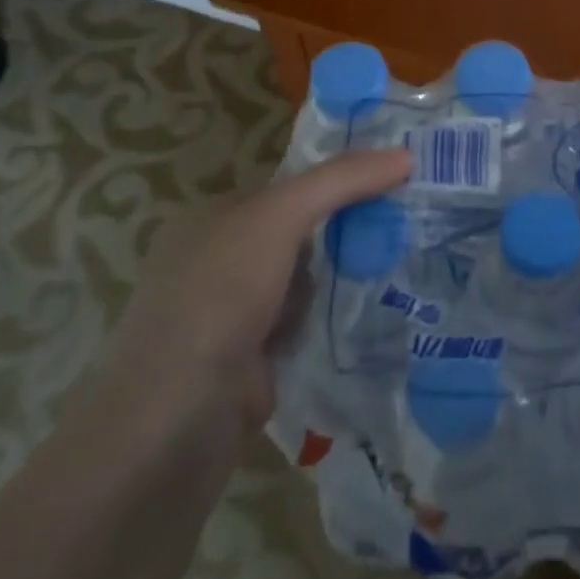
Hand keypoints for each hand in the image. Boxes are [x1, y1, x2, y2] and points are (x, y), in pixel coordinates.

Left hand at [86, 148, 412, 439]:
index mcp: (212, 219)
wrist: (174, 424)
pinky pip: (305, 328)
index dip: (340, 182)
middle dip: (344, 236)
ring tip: (393, 273)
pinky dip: (328, 326)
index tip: (395, 182)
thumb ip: (340, 181)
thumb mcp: (278, 217)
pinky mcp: (250, 365)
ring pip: (307, 283)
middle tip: (403, 229)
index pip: (290, 188)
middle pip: (301, 234)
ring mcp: (232, 317)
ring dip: (339, 285)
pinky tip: (366, 321)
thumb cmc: (219, 296)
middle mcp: (217, 263)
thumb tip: (405, 154)